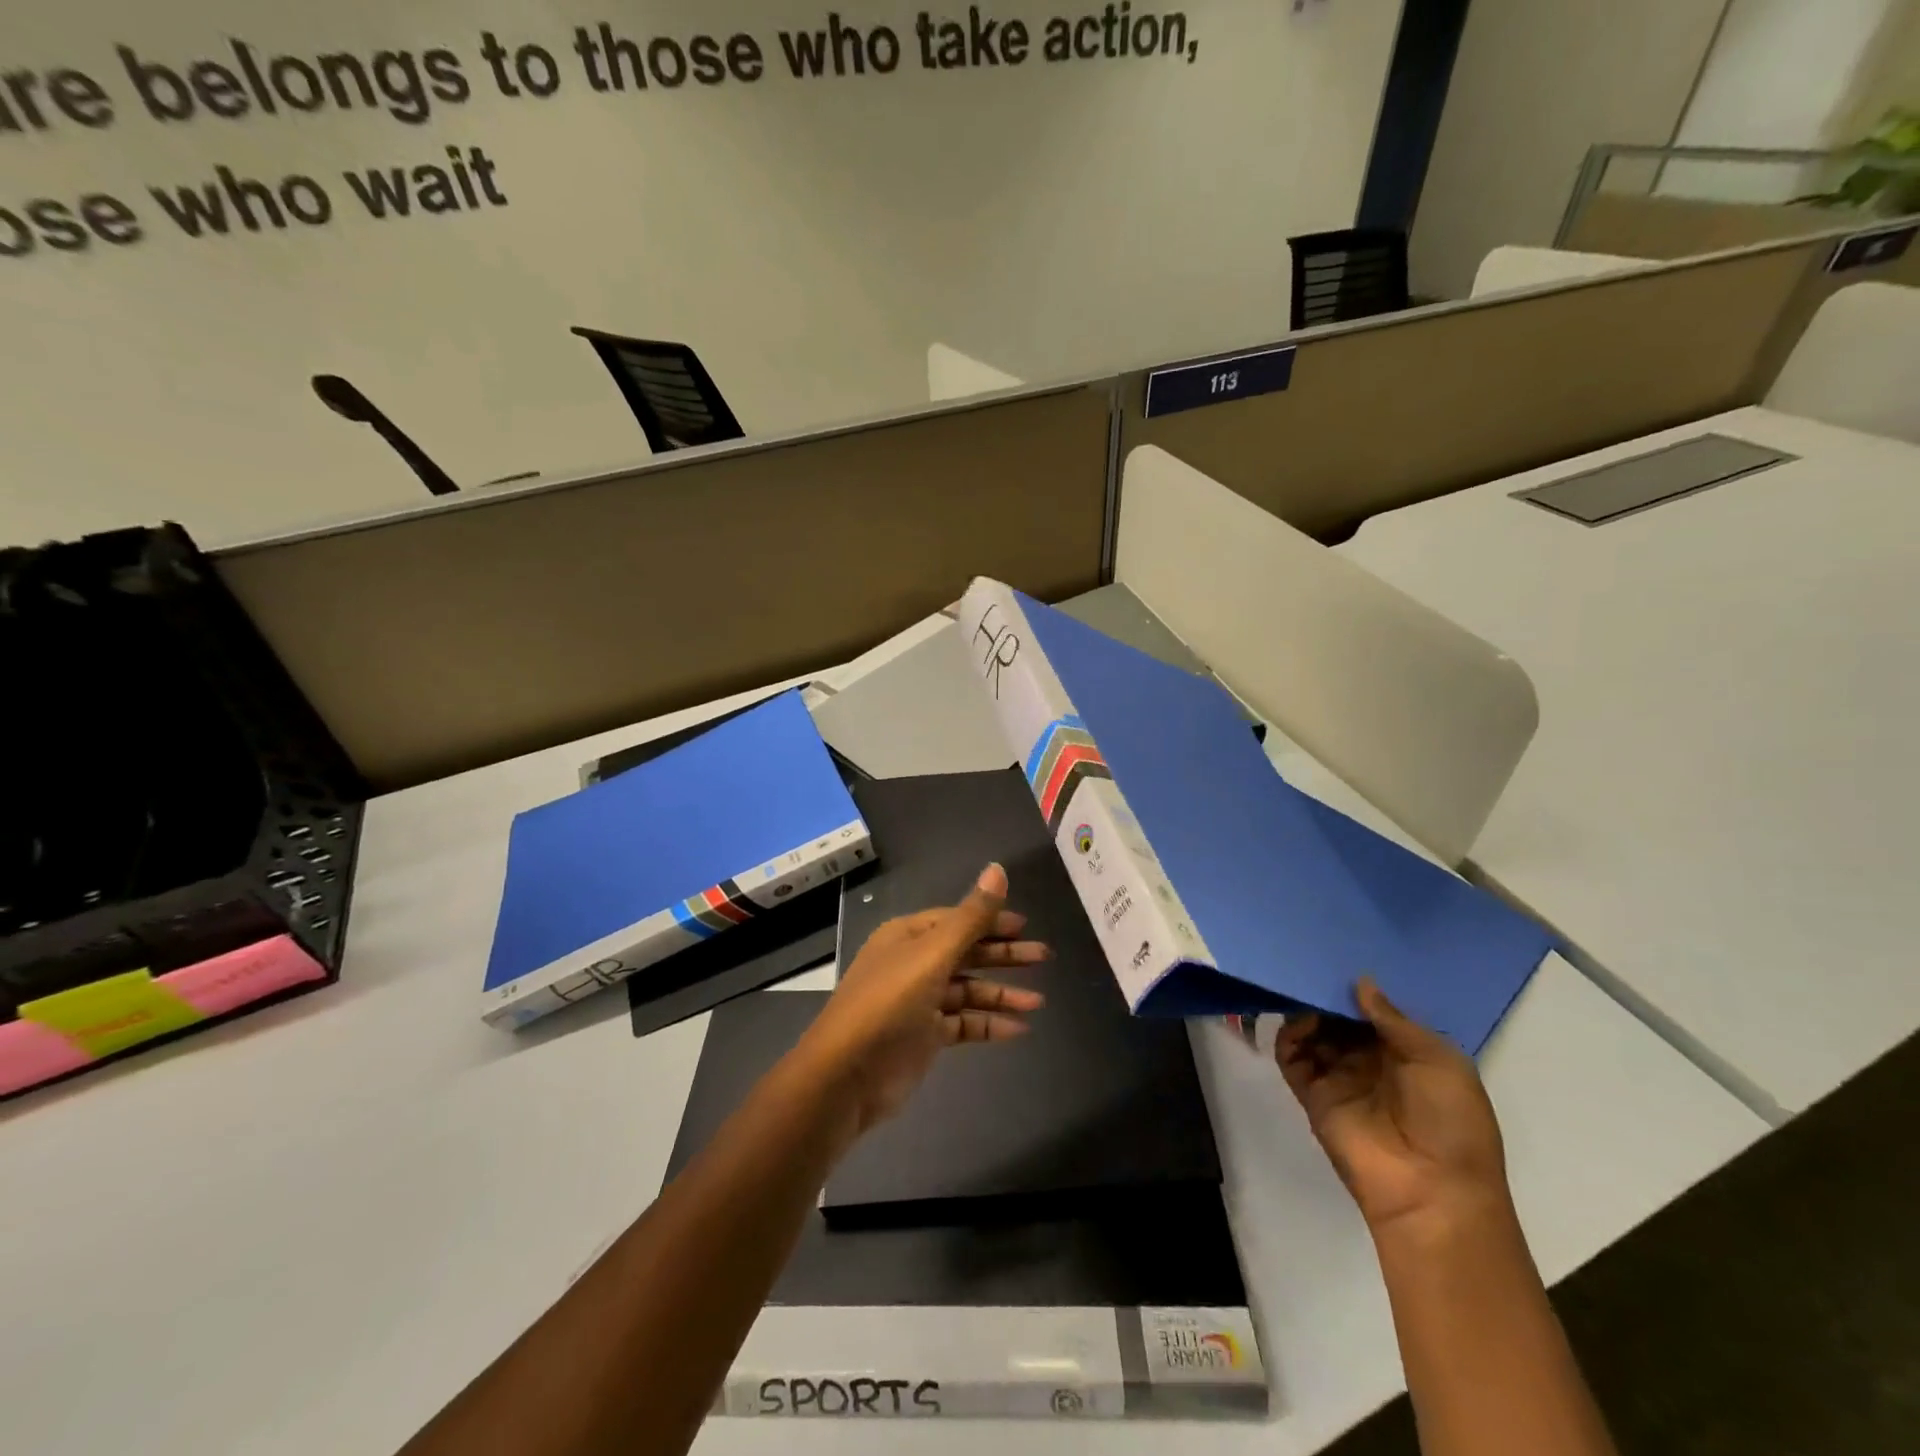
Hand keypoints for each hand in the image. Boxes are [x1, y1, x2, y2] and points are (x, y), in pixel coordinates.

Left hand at [797, 863, 1047, 1135]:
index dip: (991, 921)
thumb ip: (971, 917)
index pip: (957, 920)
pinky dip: (988, 1023)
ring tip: (1038, 1002)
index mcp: (908, 936)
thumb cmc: (888, 1004)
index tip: (1026, 926)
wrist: (845, 1076)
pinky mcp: (923, 1036)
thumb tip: (998, 868)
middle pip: (966, 953)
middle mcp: (912, 963)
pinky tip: (1018, 1028)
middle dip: (1003, 955)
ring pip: (967, 990)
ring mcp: (918, 1002)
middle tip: (1044, 957)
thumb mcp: (932, 955)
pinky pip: (963, 1023)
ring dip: (1001, 994)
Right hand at [1276, 978, 1508, 1237]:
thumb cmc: (1449, 1122)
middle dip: (1327, 994)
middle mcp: (1371, 1061)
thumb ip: (1394, 1020)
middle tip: (1310, 964)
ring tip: (1299, 990)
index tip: (1340, 957)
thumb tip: (1360, 983)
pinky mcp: (1312, 1095)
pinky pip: (1292, 1058)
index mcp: (1408, 1053)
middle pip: (1339, 1018)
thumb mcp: (1438, 1061)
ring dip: (1305, 1011)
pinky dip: (1287, 1036)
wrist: (1431, 1191)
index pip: (1374, 1011)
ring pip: (1313, 1032)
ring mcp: (1339, 1077)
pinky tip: (1294, 1022)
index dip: (1360, 989)